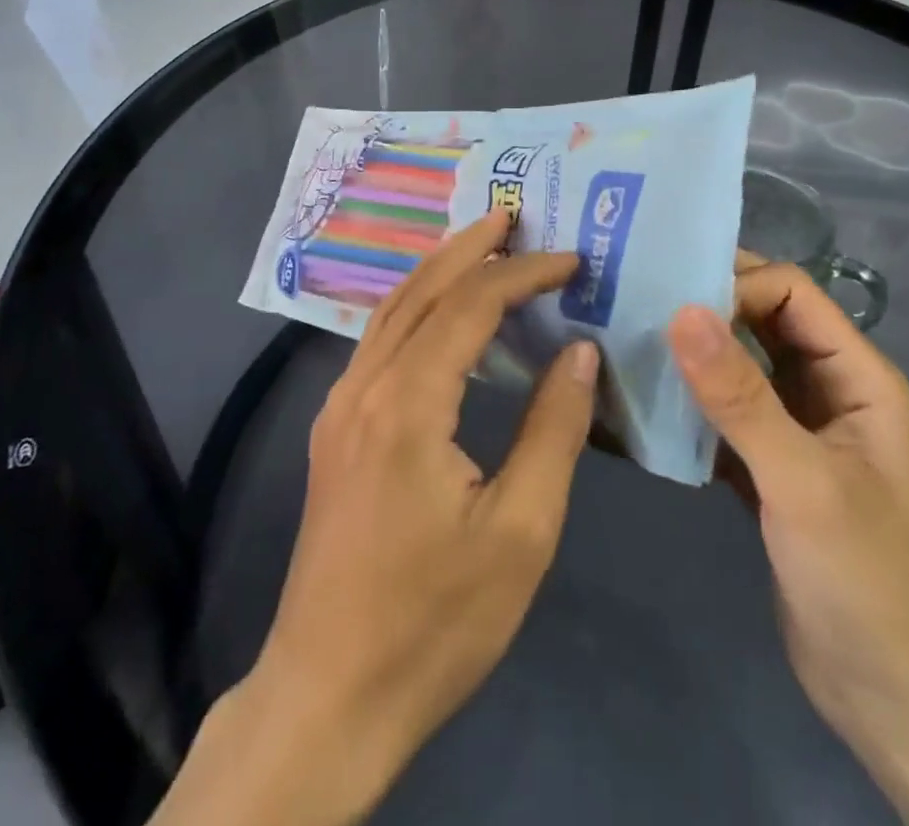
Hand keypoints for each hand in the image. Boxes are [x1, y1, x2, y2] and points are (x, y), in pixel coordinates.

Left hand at [157, 212, 596, 825]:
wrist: (329, 693)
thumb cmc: (435, 620)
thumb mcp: (521, 532)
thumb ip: (553, 429)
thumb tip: (578, 349)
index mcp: (408, 403)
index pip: (471, 305)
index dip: (522, 273)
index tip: (570, 258)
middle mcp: (364, 386)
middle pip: (422, 290)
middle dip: (471, 247)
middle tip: (514, 216)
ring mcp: (340, 406)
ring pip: (392, 310)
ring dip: (439, 270)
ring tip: (482, 244)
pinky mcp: (334, 429)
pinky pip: (378, 341)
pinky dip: (416, 306)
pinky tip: (440, 313)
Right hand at [670, 257, 908, 725]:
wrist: (896, 702)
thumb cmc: (866, 581)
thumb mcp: (802, 482)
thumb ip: (740, 396)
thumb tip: (680, 310)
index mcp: (856, 375)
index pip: (790, 292)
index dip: (735, 286)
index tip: (670, 305)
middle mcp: (827, 389)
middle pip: (761, 321)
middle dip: (706, 308)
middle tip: (634, 302)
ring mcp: (797, 429)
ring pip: (739, 366)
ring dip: (691, 355)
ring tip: (627, 341)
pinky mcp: (769, 467)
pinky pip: (724, 414)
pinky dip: (689, 404)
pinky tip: (642, 402)